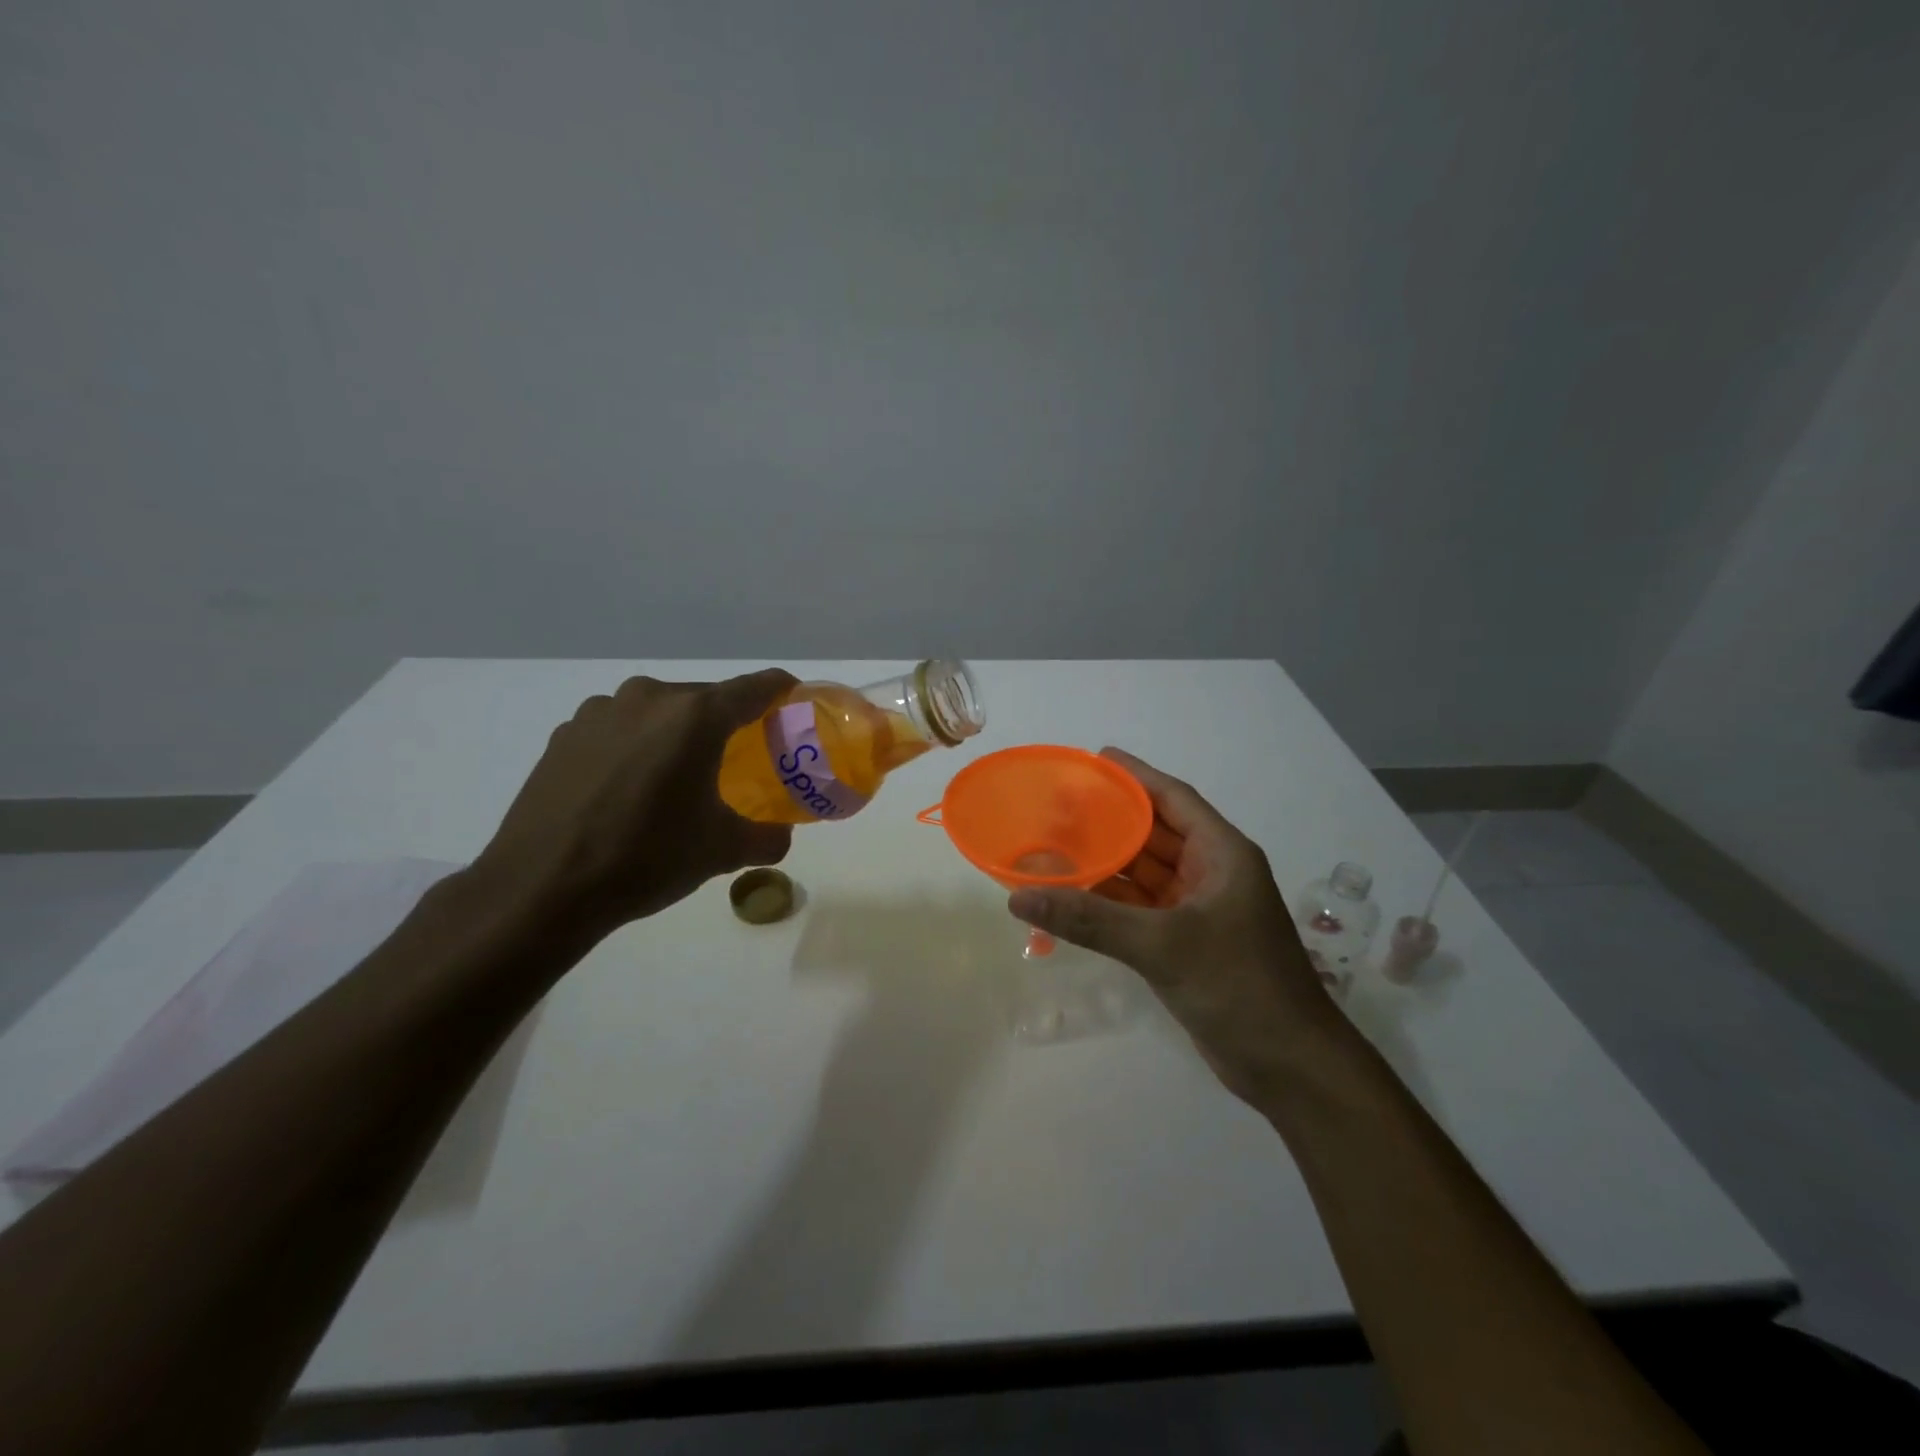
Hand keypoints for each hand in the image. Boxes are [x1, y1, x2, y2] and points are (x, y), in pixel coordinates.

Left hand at [470, 670, 796, 938]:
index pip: (756, 687)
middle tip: (739, 761)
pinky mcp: (565, 734)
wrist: (542, 888)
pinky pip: (619, 729)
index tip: (793, 706)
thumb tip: (780, 836)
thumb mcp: (721, 852)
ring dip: (676, 735)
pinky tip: (628, 790)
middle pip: (706, 698)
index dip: (782, 692)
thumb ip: (767, 837)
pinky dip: (636, 747)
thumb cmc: (647, 858)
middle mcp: (649, 698)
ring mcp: (600, 712)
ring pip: (658, 712)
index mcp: (695, 716)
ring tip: (677, 778)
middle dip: (727, 724)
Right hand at [1008, 749, 1339, 1106]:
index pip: (1173, 798)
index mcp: (1222, 854)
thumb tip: (1020, 895)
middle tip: (1058, 805)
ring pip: (1144, 874)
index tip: (1094, 759)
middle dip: (1110, 819)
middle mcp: (1211, 874)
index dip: (1135, 775)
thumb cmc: (1238, 986)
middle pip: (1154, 833)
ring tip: (1054, 844)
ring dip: (1105, 863)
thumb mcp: (1162, 945)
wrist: (1290, 1066)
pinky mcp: (1186, 944)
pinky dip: (1109, 902)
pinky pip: (1140, 909)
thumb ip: (1090, 919)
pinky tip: (1072, 896)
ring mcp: (1199, 911)